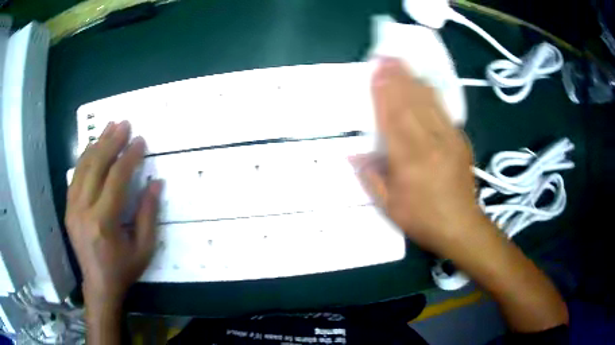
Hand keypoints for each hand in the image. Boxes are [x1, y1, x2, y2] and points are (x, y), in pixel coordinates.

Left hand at [65, 121, 161, 307]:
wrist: (99, 285)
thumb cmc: (124, 269)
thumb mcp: (144, 248)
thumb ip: (148, 214)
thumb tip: (155, 183)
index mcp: (104, 222)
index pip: (116, 179)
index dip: (129, 157)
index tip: (140, 141)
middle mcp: (84, 210)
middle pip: (96, 166)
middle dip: (111, 141)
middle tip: (124, 124)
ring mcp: (72, 208)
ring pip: (83, 167)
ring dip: (97, 144)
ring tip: (109, 127)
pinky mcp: (68, 209)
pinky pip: (75, 176)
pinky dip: (84, 158)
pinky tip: (92, 147)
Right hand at [355, 59, 482, 255]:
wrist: (461, 226)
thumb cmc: (422, 219)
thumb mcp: (389, 206)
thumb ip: (370, 177)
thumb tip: (353, 154)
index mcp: (410, 160)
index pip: (393, 118)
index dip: (383, 92)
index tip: (376, 71)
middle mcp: (430, 143)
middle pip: (411, 103)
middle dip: (397, 77)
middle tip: (386, 56)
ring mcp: (448, 138)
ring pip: (428, 102)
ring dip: (413, 80)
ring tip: (401, 62)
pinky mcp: (459, 140)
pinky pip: (443, 110)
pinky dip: (431, 94)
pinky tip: (423, 83)